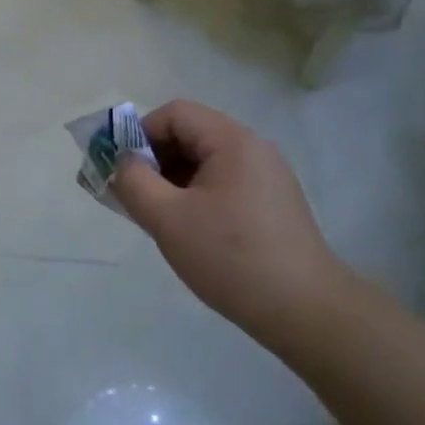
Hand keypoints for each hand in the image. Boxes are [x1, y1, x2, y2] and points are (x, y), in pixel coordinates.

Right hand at [111, 100, 352, 345]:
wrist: (303, 310)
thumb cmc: (230, 257)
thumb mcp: (167, 218)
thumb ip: (133, 182)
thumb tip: (122, 162)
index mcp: (233, 141)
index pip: (175, 114)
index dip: (140, 135)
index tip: (124, 173)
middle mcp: (254, 149)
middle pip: (190, 135)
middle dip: (154, 160)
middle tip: (135, 198)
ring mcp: (267, 177)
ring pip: (205, 162)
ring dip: (173, 181)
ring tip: (159, 219)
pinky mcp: (271, 203)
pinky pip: (222, 183)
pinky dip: (196, 196)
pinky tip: (189, 231)